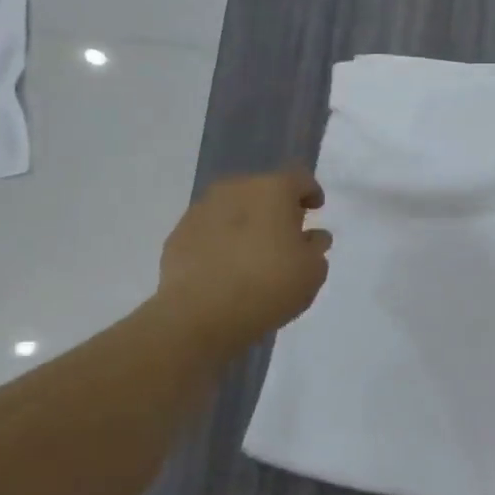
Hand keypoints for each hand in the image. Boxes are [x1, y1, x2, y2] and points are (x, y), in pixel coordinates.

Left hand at [150, 169, 330, 364]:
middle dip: (276, 208)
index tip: (316, 209)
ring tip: (253, 254)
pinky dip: (221, 242)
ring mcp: (201, 210)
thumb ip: (316, 247)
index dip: (311, 193)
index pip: (299, 179)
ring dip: (246, 223)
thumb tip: (312, 236)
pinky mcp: (177, 235)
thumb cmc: (268, 286)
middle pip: (263, 190)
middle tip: (285, 234)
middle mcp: (235, 189)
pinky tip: (226, 268)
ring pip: (233, 209)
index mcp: (273, 189)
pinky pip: (209, 231)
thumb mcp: (312, 271)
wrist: (199, 316)